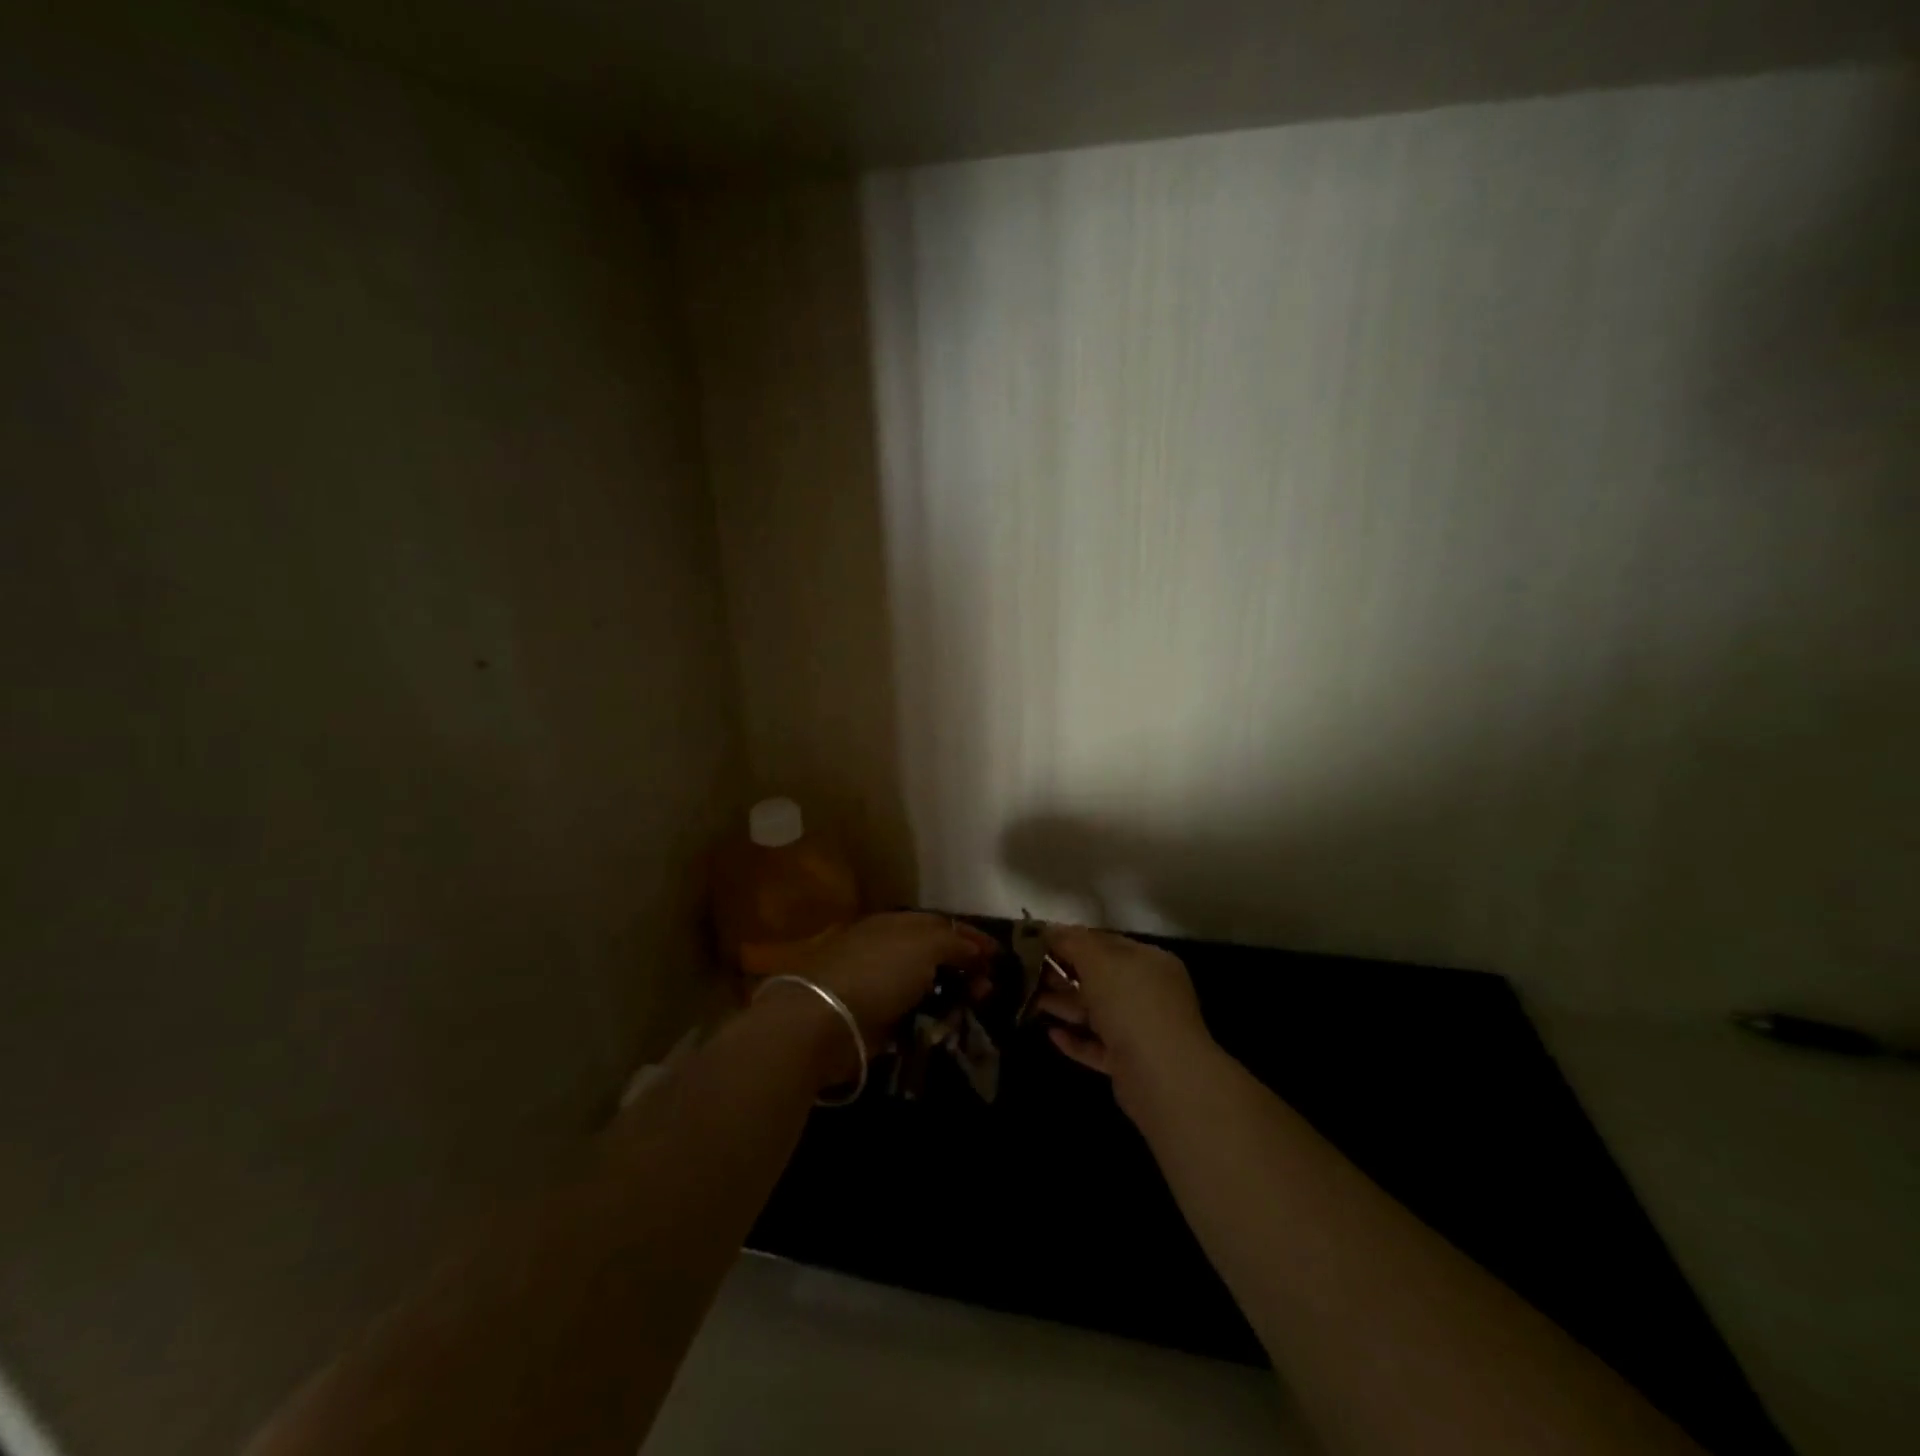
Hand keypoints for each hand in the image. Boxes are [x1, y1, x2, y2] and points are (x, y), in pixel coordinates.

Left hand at [798, 911, 997, 1051]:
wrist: (824, 1020)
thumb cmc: (878, 971)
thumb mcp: (924, 945)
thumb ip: (954, 942)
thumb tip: (977, 949)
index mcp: (897, 924)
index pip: (943, 924)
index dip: (972, 937)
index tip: (1001, 955)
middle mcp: (889, 950)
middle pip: (937, 956)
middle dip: (967, 970)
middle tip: (990, 989)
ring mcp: (881, 985)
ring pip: (928, 988)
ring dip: (953, 998)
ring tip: (975, 1011)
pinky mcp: (877, 1019)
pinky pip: (915, 1016)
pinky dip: (933, 1021)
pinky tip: (948, 1029)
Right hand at [1034, 925, 1214, 1107]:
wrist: (1163, 1077)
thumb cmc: (1131, 1005)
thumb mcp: (1098, 961)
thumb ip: (1073, 942)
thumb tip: (1050, 929)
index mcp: (1148, 961)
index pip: (1106, 942)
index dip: (1072, 940)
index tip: (1038, 941)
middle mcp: (1148, 992)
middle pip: (1100, 977)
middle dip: (1064, 974)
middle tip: (1027, 971)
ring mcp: (1141, 1029)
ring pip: (1096, 1012)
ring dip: (1065, 1005)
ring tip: (1029, 1000)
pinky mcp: (1130, 1062)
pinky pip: (1097, 1045)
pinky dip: (1076, 1039)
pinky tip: (1051, 1034)